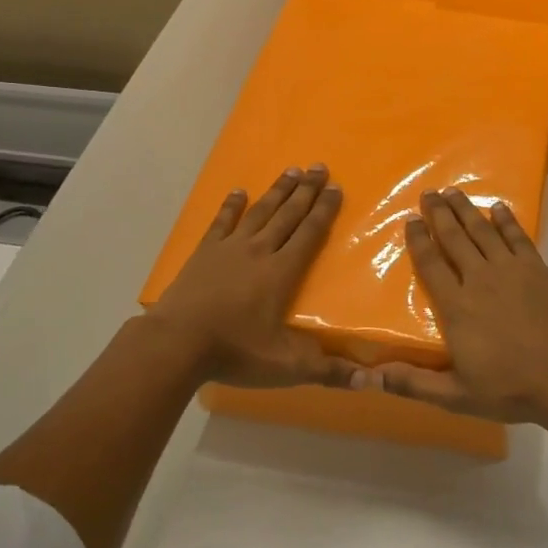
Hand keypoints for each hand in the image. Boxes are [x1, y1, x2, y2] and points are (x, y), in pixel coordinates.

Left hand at [146, 165, 358, 390]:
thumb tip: (371, 381)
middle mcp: (259, 252)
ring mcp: (229, 249)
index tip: (336, 188)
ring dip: (277, 191)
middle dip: (306, 191)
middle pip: (288, 215)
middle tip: (320, 166)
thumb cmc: (234, 352)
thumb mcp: (286, 366)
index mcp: (282, 272)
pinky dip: (231, 207)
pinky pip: (221, 223)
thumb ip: (328, 371)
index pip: (309, 234)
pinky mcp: (204, 254)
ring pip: (260, 212)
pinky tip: (238, 192)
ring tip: (292, 170)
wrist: (176, 343)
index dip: (325, 211)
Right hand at [357, 187, 547, 426]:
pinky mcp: (536, 269)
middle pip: (454, 238)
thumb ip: (412, 383)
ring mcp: (510, 270)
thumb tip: (369, 377)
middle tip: (429, 193)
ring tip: (454, 192)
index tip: (410, 220)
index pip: (431, 264)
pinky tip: (498, 207)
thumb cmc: (509, 389)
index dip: (418, 240)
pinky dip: (506, 220)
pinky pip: (517, 237)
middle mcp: (479, 279)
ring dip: (466, 209)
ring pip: (483, 231)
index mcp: (456, 306)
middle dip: (440, 213)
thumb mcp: (455, 395)